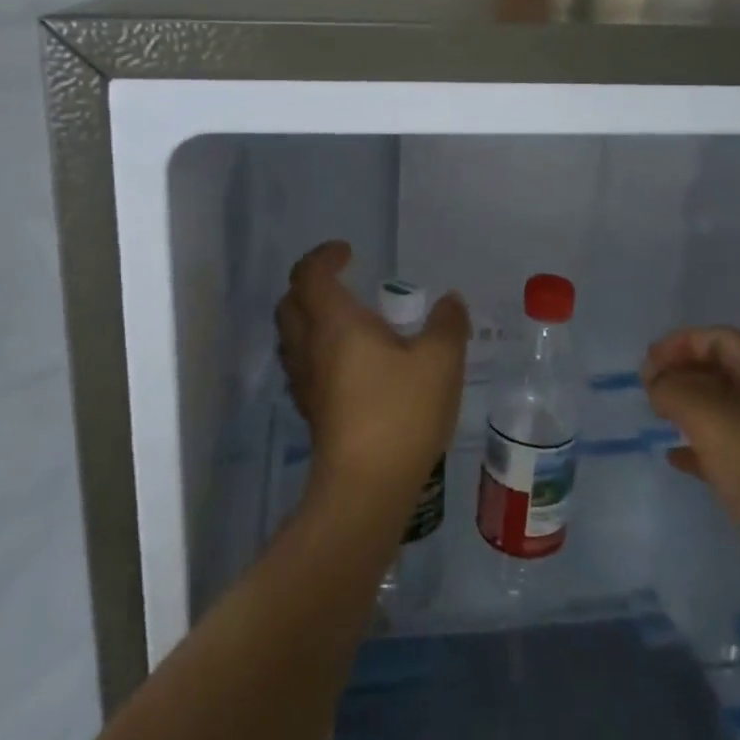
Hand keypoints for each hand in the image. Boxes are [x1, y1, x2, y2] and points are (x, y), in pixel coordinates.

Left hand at [275, 242, 468, 512]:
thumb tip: (449, 301)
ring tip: (345, 322)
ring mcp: (304, 381)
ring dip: (308, 318)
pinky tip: (348, 365)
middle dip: (310, 284)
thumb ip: (447, 325)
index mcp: (335, 323)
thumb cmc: (400, 413)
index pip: (310, 274)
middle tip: (341, 283)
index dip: (324, 256)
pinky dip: (316, 351)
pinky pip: (301, 365)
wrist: (365, 487)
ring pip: (291, 336)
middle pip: (290, 303)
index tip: (347, 252)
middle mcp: (310, 346)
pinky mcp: (309, 411)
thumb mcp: (440, 362)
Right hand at [642, 327, 739, 604]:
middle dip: (681, 373)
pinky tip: (676, 459)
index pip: (721, 340)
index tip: (646, 369)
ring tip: (656, 419)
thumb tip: (658, 383)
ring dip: (688, 407)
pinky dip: (699, 446)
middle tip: (647, 393)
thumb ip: (679, 394)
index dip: (679, 344)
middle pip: (722, 369)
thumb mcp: (719, 428)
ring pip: (723, 409)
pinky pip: (729, 448)